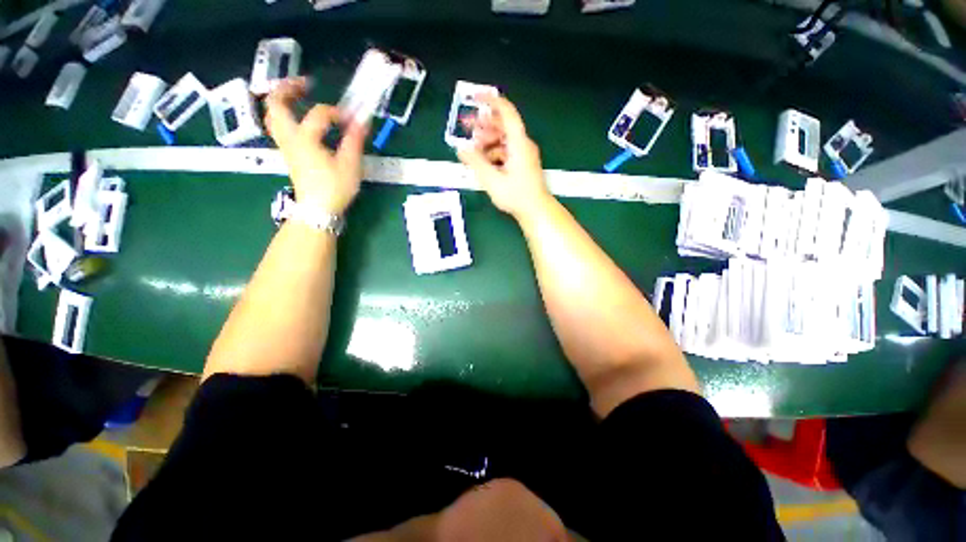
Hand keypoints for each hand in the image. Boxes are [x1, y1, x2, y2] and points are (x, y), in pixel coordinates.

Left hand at [265, 78, 367, 215]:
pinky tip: (300, 119)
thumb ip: (354, 141)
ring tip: (299, 96)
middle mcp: (290, 138)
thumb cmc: (335, 188)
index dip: (337, 112)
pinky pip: (280, 127)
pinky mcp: (289, 153)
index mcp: (305, 139)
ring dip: (282, 101)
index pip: (319, 114)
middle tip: (306, 84)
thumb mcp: (350, 165)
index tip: (353, 121)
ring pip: (273, 116)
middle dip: (287, 88)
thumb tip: (362, 122)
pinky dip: (286, 115)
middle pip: (276, 104)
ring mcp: (286, 146)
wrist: (318, 209)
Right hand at [457, 95, 552, 220]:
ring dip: (487, 140)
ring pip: (504, 139)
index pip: (506, 112)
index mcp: (518, 143)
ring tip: (473, 147)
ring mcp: (524, 154)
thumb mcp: (491, 179)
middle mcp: (523, 145)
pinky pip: (506, 151)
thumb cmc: (516, 195)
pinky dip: (494, 152)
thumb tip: (462, 150)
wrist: (535, 210)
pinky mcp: (523, 164)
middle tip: (466, 126)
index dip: (491, 101)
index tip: (475, 97)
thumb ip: (475, 162)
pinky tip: (484, 161)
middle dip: (484, 124)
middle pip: (503, 126)